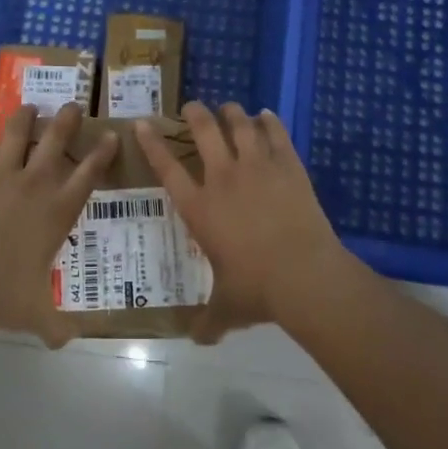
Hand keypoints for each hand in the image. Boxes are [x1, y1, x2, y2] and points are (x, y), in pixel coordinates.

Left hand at [0, 102, 116, 345]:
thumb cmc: (6, 296)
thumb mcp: (37, 314)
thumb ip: (55, 326)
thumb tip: (64, 342)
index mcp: (59, 210)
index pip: (90, 173)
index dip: (103, 151)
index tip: (110, 135)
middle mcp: (36, 183)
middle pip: (57, 138)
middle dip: (67, 118)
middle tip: (71, 106)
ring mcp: (2, 174)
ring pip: (17, 129)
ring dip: (24, 116)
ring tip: (28, 108)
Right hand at [136, 101, 349, 340]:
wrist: (305, 275)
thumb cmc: (257, 289)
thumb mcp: (227, 308)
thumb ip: (209, 321)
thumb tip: (198, 341)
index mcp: (200, 208)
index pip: (167, 168)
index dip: (152, 143)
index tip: (142, 123)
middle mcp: (223, 179)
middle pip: (204, 132)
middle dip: (195, 114)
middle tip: (192, 107)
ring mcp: (257, 168)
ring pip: (240, 126)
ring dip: (232, 113)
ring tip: (229, 108)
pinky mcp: (288, 166)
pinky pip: (276, 134)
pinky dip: (269, 122)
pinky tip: (266, 116)